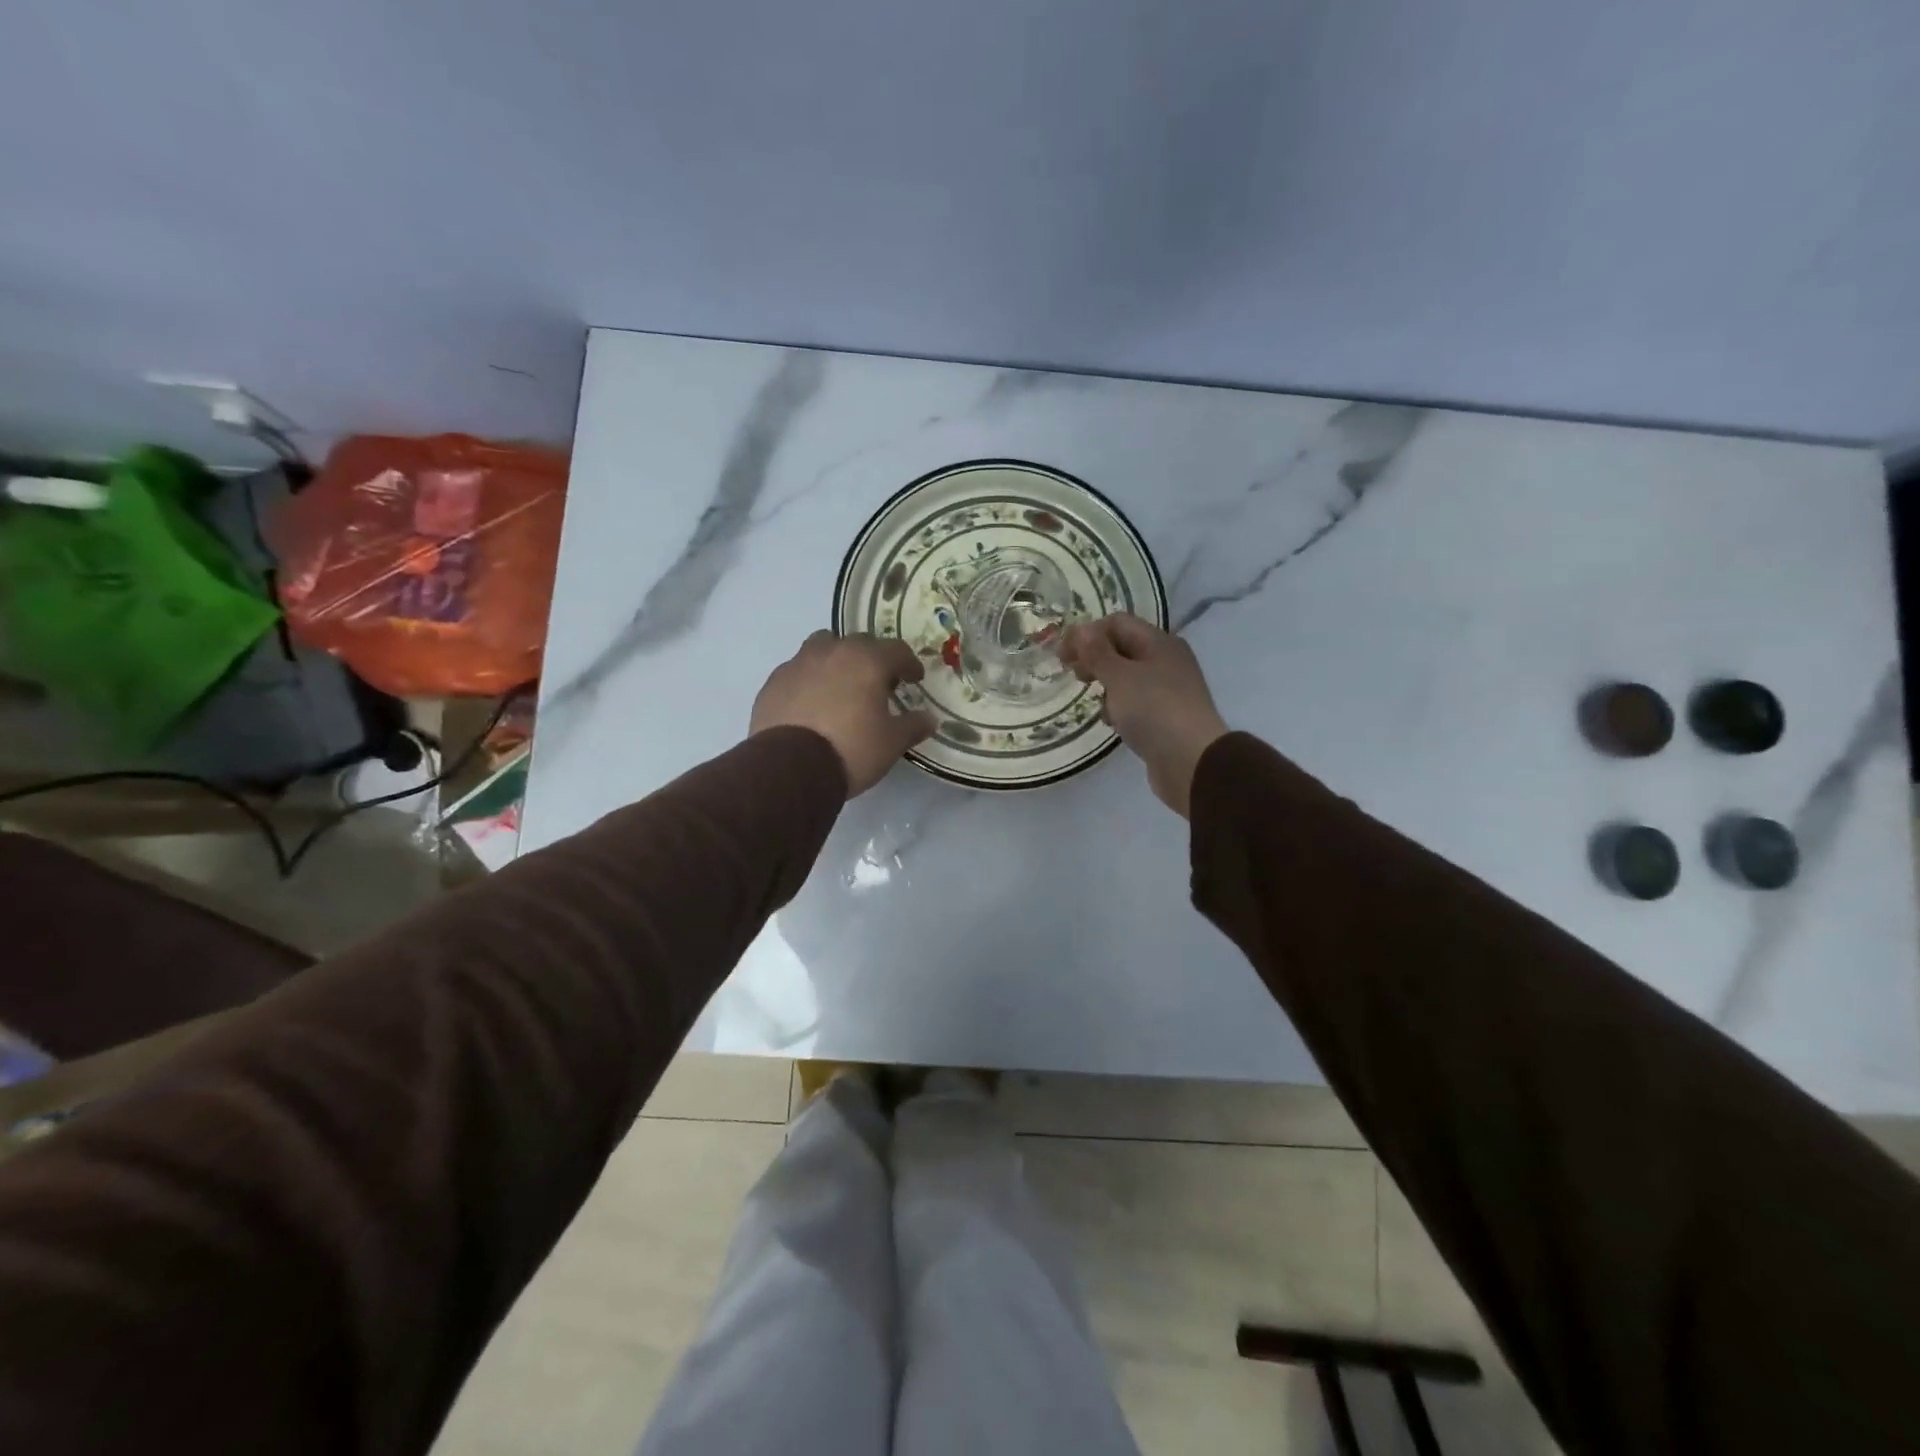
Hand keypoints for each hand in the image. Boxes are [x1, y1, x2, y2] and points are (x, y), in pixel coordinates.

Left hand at [750, 631, 935, 797]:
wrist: (789, 769)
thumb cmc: (851, 749)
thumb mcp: (892, 743)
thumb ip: (913, 726)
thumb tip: (929, 719)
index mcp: (866, 660)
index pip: (897, 650)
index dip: (909, 664)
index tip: (914, 679)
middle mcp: (832, 652)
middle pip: (858, 643)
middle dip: (872, 659)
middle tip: (878, 684)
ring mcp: (798, 663)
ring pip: (822, 648)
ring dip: (837, 661)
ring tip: (841, 687)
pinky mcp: (773, 682)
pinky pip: (798, 671)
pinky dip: (810, 680)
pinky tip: (812, 704)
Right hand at [1058, 614, 1229, 816]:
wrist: (1192, 761)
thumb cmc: (1154, 711)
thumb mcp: (1120, 677)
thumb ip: (1097, 653)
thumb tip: (1080, 629)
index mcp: (1159, 642)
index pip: (1116, 623)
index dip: (1087, 633)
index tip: (1062, 656)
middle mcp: (1166, 660)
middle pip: (1122, 647)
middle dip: (1095, 658)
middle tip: (1074, 676)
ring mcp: (1168, 689)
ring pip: (1127, 676)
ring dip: (1106, 683)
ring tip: (1093, 700)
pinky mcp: (1165, 716)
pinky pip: (1136, 701)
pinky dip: (1119, 706)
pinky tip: (1110, 722)